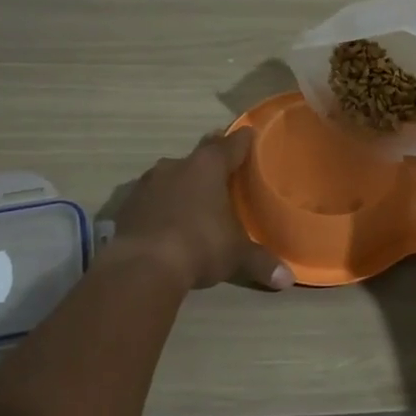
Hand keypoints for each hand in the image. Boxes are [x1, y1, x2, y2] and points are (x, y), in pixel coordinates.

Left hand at [109, 129, 292, 291]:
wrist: (142, 266)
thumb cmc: (199, 246)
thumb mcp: (235, 256)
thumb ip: (261, 262)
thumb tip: (287, 279)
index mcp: (208, 166)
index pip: (232, 144)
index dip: (243, 141)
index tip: (250, 135)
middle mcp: (177, 165)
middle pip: (201, 154)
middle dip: (212, 157)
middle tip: (224, 163)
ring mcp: (148, 183)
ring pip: (171, 174)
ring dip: (183, 182)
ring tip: (194, 196)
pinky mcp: (127, 204)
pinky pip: (150, 197)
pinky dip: (160, 203)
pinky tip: (165, 219)